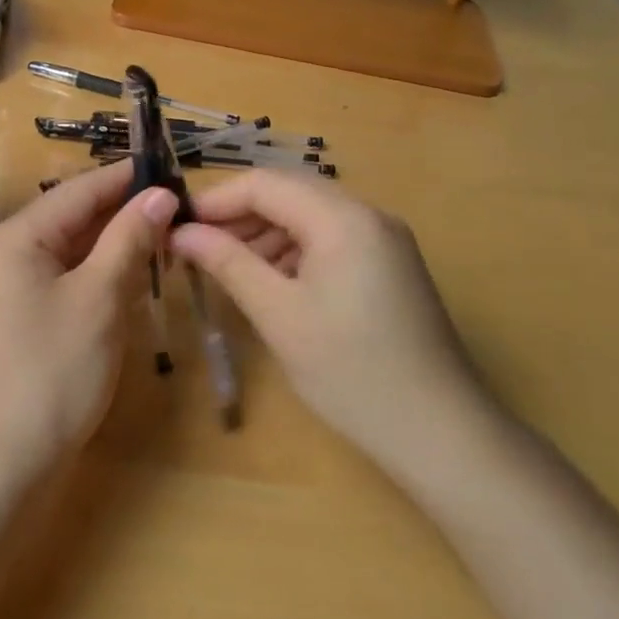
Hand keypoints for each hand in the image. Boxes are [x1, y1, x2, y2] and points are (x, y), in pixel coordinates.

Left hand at [0, 161, 177, 484]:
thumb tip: (160, 194)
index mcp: (15, 238)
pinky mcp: (18, 318)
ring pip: (69, 250)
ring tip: (165, 234)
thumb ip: (128, 240)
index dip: (125, 178)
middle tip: (178, 205)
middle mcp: (4, 253)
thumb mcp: (98, 300)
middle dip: (123, 211)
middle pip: (71, 217)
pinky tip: (131, 275)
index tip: (170, 168)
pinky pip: (62, 279)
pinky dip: (96, 273)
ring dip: (113, 243)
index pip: (78, 191)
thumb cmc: (52, 373)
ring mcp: (7, 288)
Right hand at [168, 171, 493, 467]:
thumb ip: (228, 263)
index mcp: (343, 218)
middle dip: (238, 215)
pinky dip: (293, 251)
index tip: (176, 225)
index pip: (265, 184)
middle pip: (288, 193)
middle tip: (196, 247)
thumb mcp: (279, 315)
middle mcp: (368, 215)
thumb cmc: (351, 372)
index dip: (216, 200)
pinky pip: (331, 239)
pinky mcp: (390, 265)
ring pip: (309, 216)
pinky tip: (271, 282)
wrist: (442, 434)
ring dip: (264, 233)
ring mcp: (384, 239)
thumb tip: (182, 231)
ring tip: (226, 268)